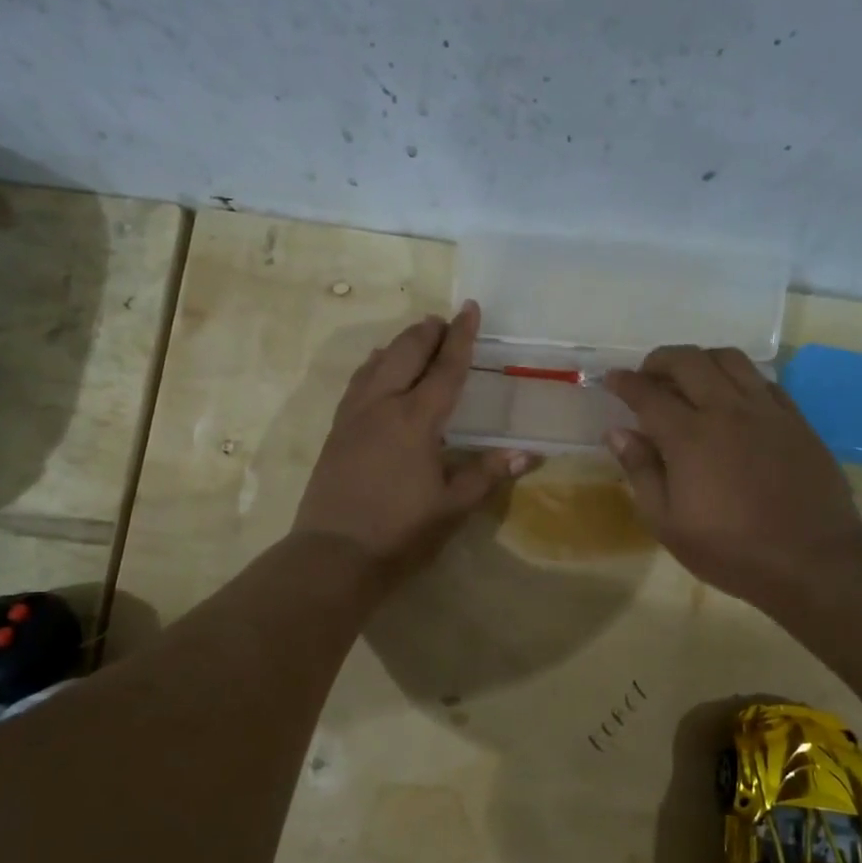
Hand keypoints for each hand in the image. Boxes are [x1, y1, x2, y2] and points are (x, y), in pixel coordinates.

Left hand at [293, 301, 533, 586]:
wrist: (334, 554)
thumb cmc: (400, 532)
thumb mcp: (451, 507)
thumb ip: (486, 475)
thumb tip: (527, 454)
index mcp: (416, 420)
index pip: (445, 368)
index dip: (461, 337)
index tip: (470, 307)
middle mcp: (382, 406)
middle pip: (405, 354)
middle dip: (427, 333)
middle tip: (444, 321)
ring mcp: (353, 416)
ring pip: (376, 364)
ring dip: (399, 345)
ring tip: (415, 338)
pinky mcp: (336, 431)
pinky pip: (357, 383)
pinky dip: (373, 366)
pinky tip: (376, 370)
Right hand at [602, 346, 861, 606]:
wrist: (812, 560)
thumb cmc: (730, 549)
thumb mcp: (668, 523)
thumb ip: (641, 471)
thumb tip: (617, 433)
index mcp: (689, 437)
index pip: (647, 393)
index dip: (624, 382)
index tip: (610, 379)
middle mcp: (726, 410)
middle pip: (688, 361)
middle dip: (659, 360)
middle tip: (647, 376)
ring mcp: (766, 411)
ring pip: (730, 359)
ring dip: (701, 360)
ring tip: (689, 379)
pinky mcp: (796, 420)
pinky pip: (763, 380)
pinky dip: (738, 378)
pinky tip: (732, 398)